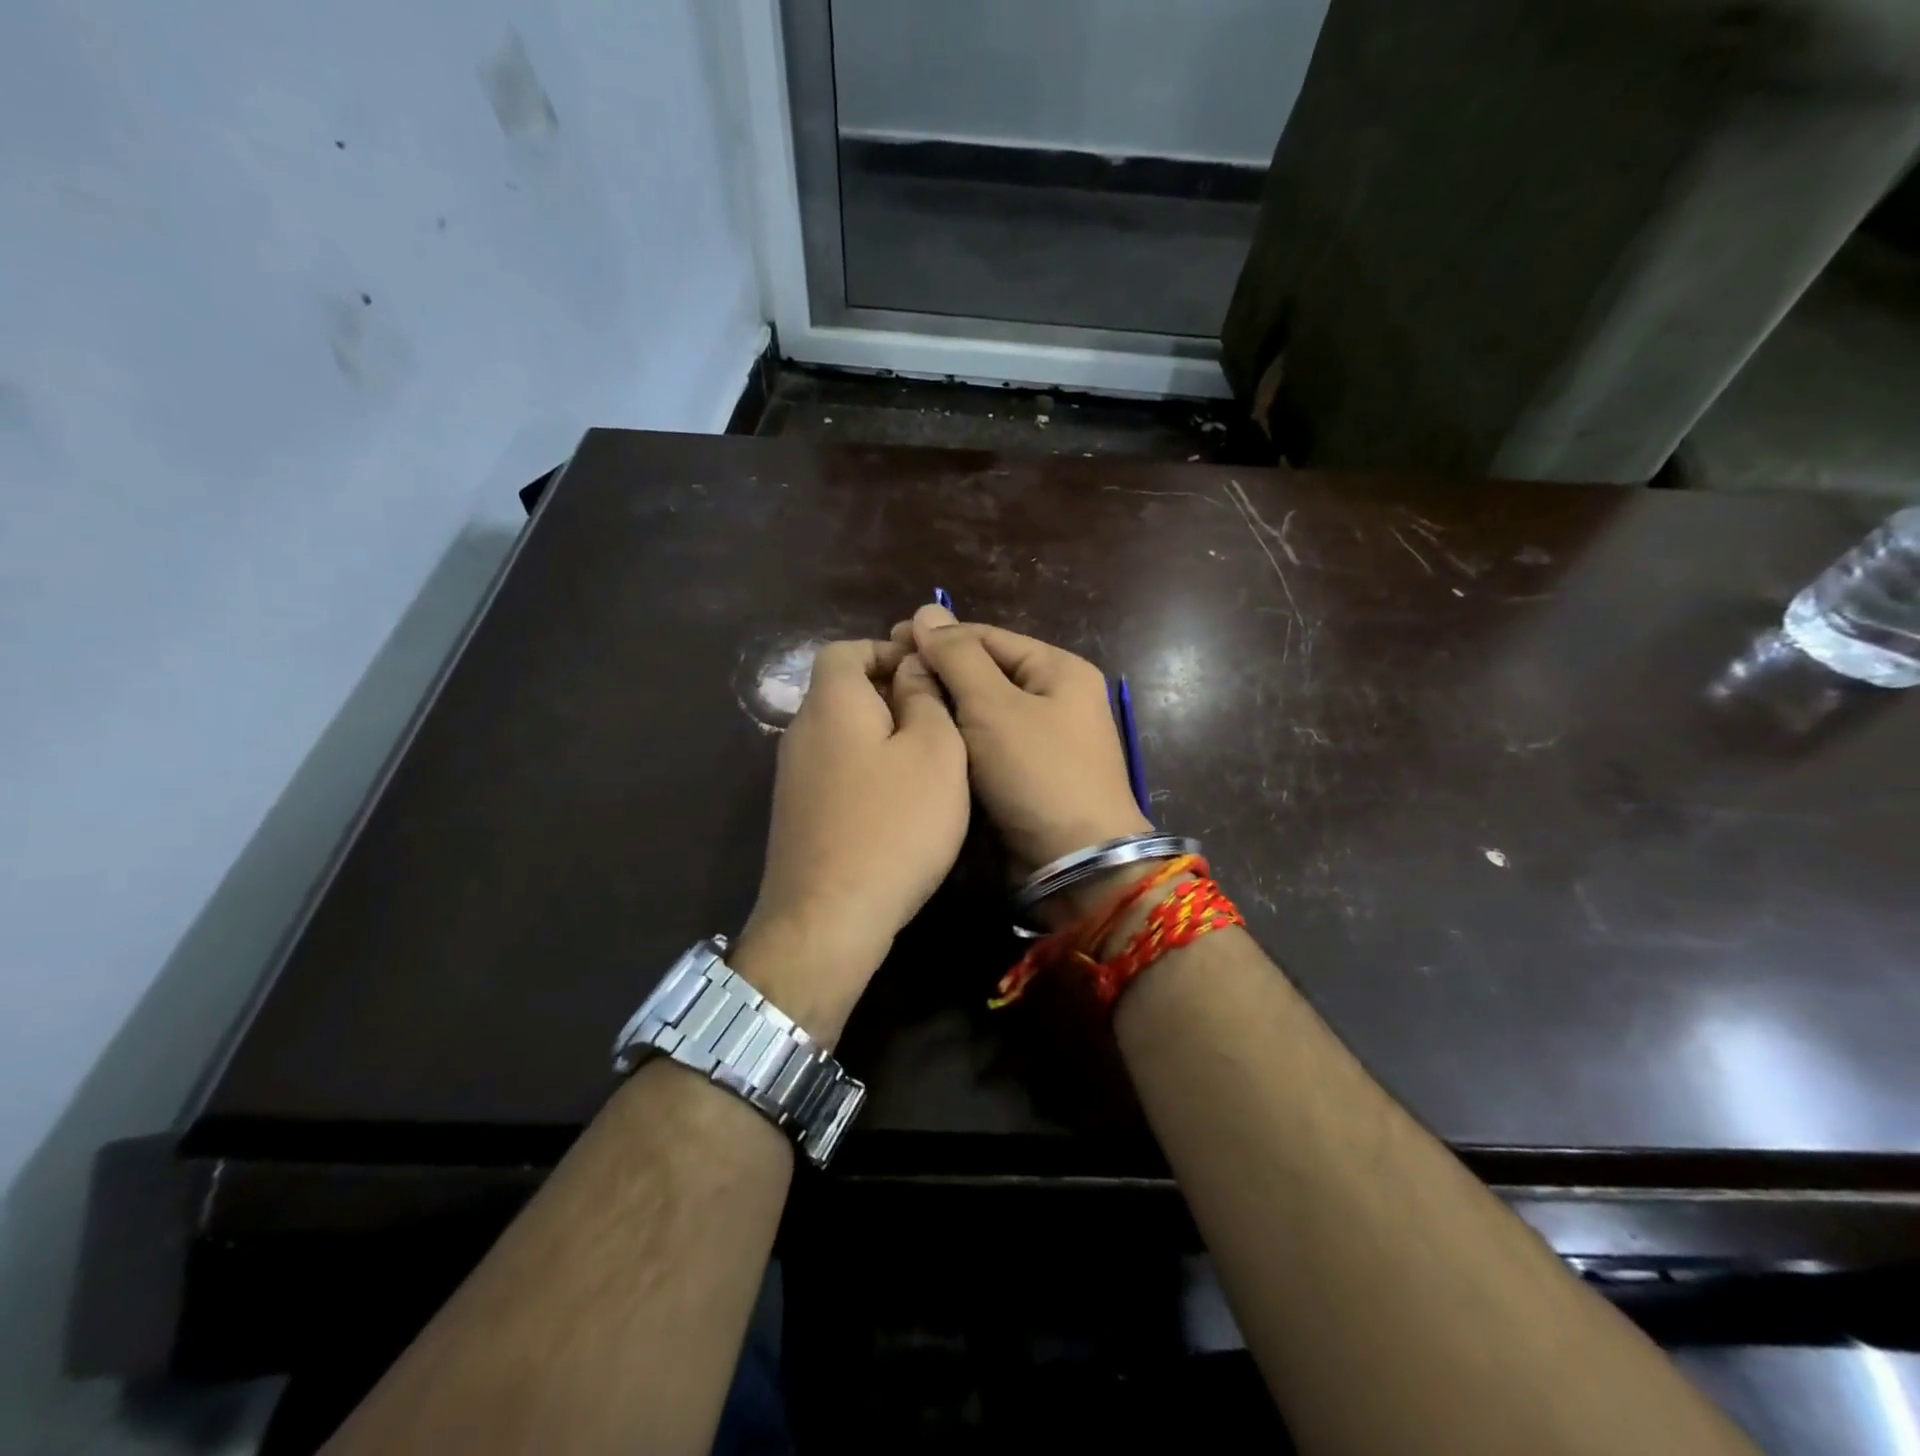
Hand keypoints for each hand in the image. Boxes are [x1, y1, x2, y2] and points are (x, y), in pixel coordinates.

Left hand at [730, 640, 969, 1042]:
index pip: (846, 649)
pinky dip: (866, 769)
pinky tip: (898, 802)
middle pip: (842, 691)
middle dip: (890, 693)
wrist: (829, 917)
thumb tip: (912, 667)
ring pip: (841, 733)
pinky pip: (836, 769)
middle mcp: (801, 731)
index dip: (887, 651)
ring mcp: (793, 776)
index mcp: (831, 702)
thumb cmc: (894, 823)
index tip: (929, 674)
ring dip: (881, 734)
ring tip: (927, 761)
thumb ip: (925, 698)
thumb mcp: (934, 751)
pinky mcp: (798, 814)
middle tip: (940, 719)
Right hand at [898, 605, 1151, 887]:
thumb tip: (926, 611)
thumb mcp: (994, 707)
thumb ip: (957, 657)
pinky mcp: (1029, 775)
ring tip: (894, 710)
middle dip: (938, 675)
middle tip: (885, 681)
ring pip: (982, 712)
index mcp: (1058, 669)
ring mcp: (1044, 739)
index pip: (987, 637)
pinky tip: (921, 742)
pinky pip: (986, 746)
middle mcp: (1055, 698)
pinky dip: (957, 742)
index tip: (888, 643)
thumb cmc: (1037, 774)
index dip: (938, 638)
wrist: (1076, 864)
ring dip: (944, 710)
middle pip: (985, 673)